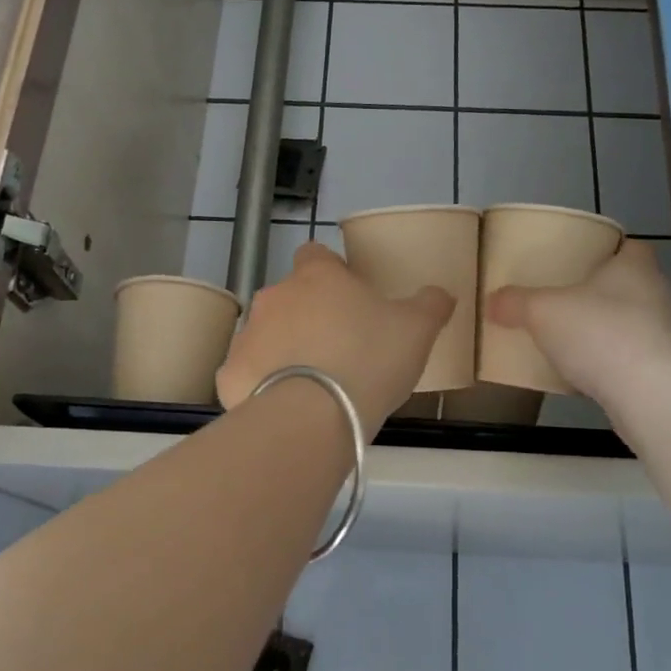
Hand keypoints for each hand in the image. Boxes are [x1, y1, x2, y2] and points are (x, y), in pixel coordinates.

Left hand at [217, 243, 455, 435]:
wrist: (313, 415)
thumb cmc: (368, 359)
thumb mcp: (417, 330)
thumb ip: (430, 305)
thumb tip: (440, 294)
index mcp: (317, 276)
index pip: (316, 254)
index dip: (332, 271)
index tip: (350, 297)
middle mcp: (275, 296)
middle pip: (290, 297)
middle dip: (309, 316)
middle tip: (340, 348)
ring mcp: (247, 334)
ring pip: (267, 334)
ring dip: (285, 349)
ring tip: (315, 383)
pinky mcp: (229, 375)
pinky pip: (249, 374)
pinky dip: (263, 385)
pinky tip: (286, 407)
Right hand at [483, 241, 670, 404]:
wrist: (648, 393)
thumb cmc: (598, 333)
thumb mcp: (542, 312)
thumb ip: (515, 303)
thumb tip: (492, 300)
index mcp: (636, 267)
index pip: (631, 247)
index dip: (609, 251)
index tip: (583, 262)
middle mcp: (660, 294)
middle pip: (632, 286)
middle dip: (603, 294)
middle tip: (569, 302)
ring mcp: (670, 334)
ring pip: (636, 323)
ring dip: (611, 330)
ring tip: (576, 341)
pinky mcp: (669, 370)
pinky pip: (637, 358)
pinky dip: (616, 363)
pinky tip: (590, 376)